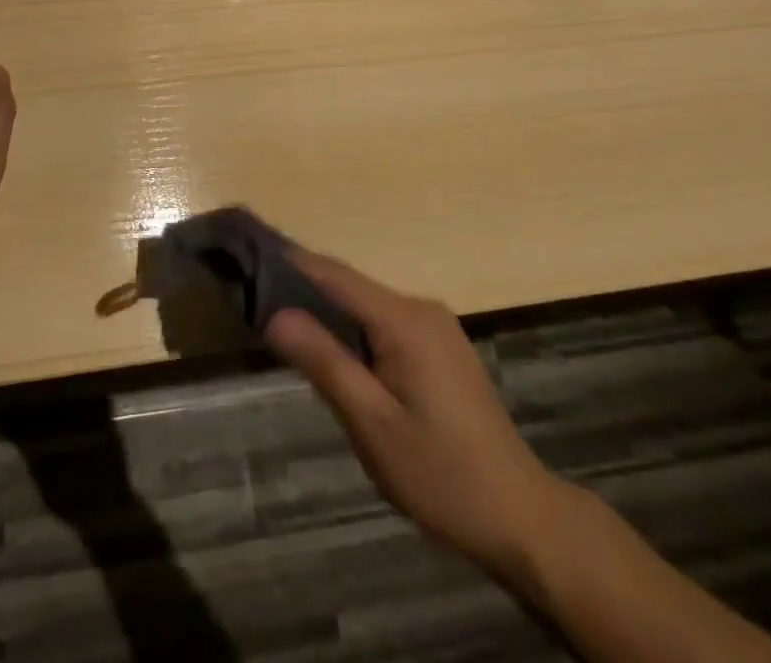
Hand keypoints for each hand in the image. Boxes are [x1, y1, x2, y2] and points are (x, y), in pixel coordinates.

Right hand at [266, 252, 565, 576]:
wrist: (522, 517)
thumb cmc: (442, 474)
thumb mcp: (372, 423)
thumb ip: (324, 362)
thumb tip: (275, 314)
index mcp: (403, 319)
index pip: (333, 274)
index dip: (289, 261)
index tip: (248, 253)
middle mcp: (420, 308)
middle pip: (348, 284)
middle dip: (302, 287)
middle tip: (254, 297)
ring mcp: (435, 326)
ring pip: (365, 304)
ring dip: (326, 309)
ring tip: (281, 322)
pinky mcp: (440, 347)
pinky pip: (383, 321)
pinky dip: (352, 327)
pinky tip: (331, 349)